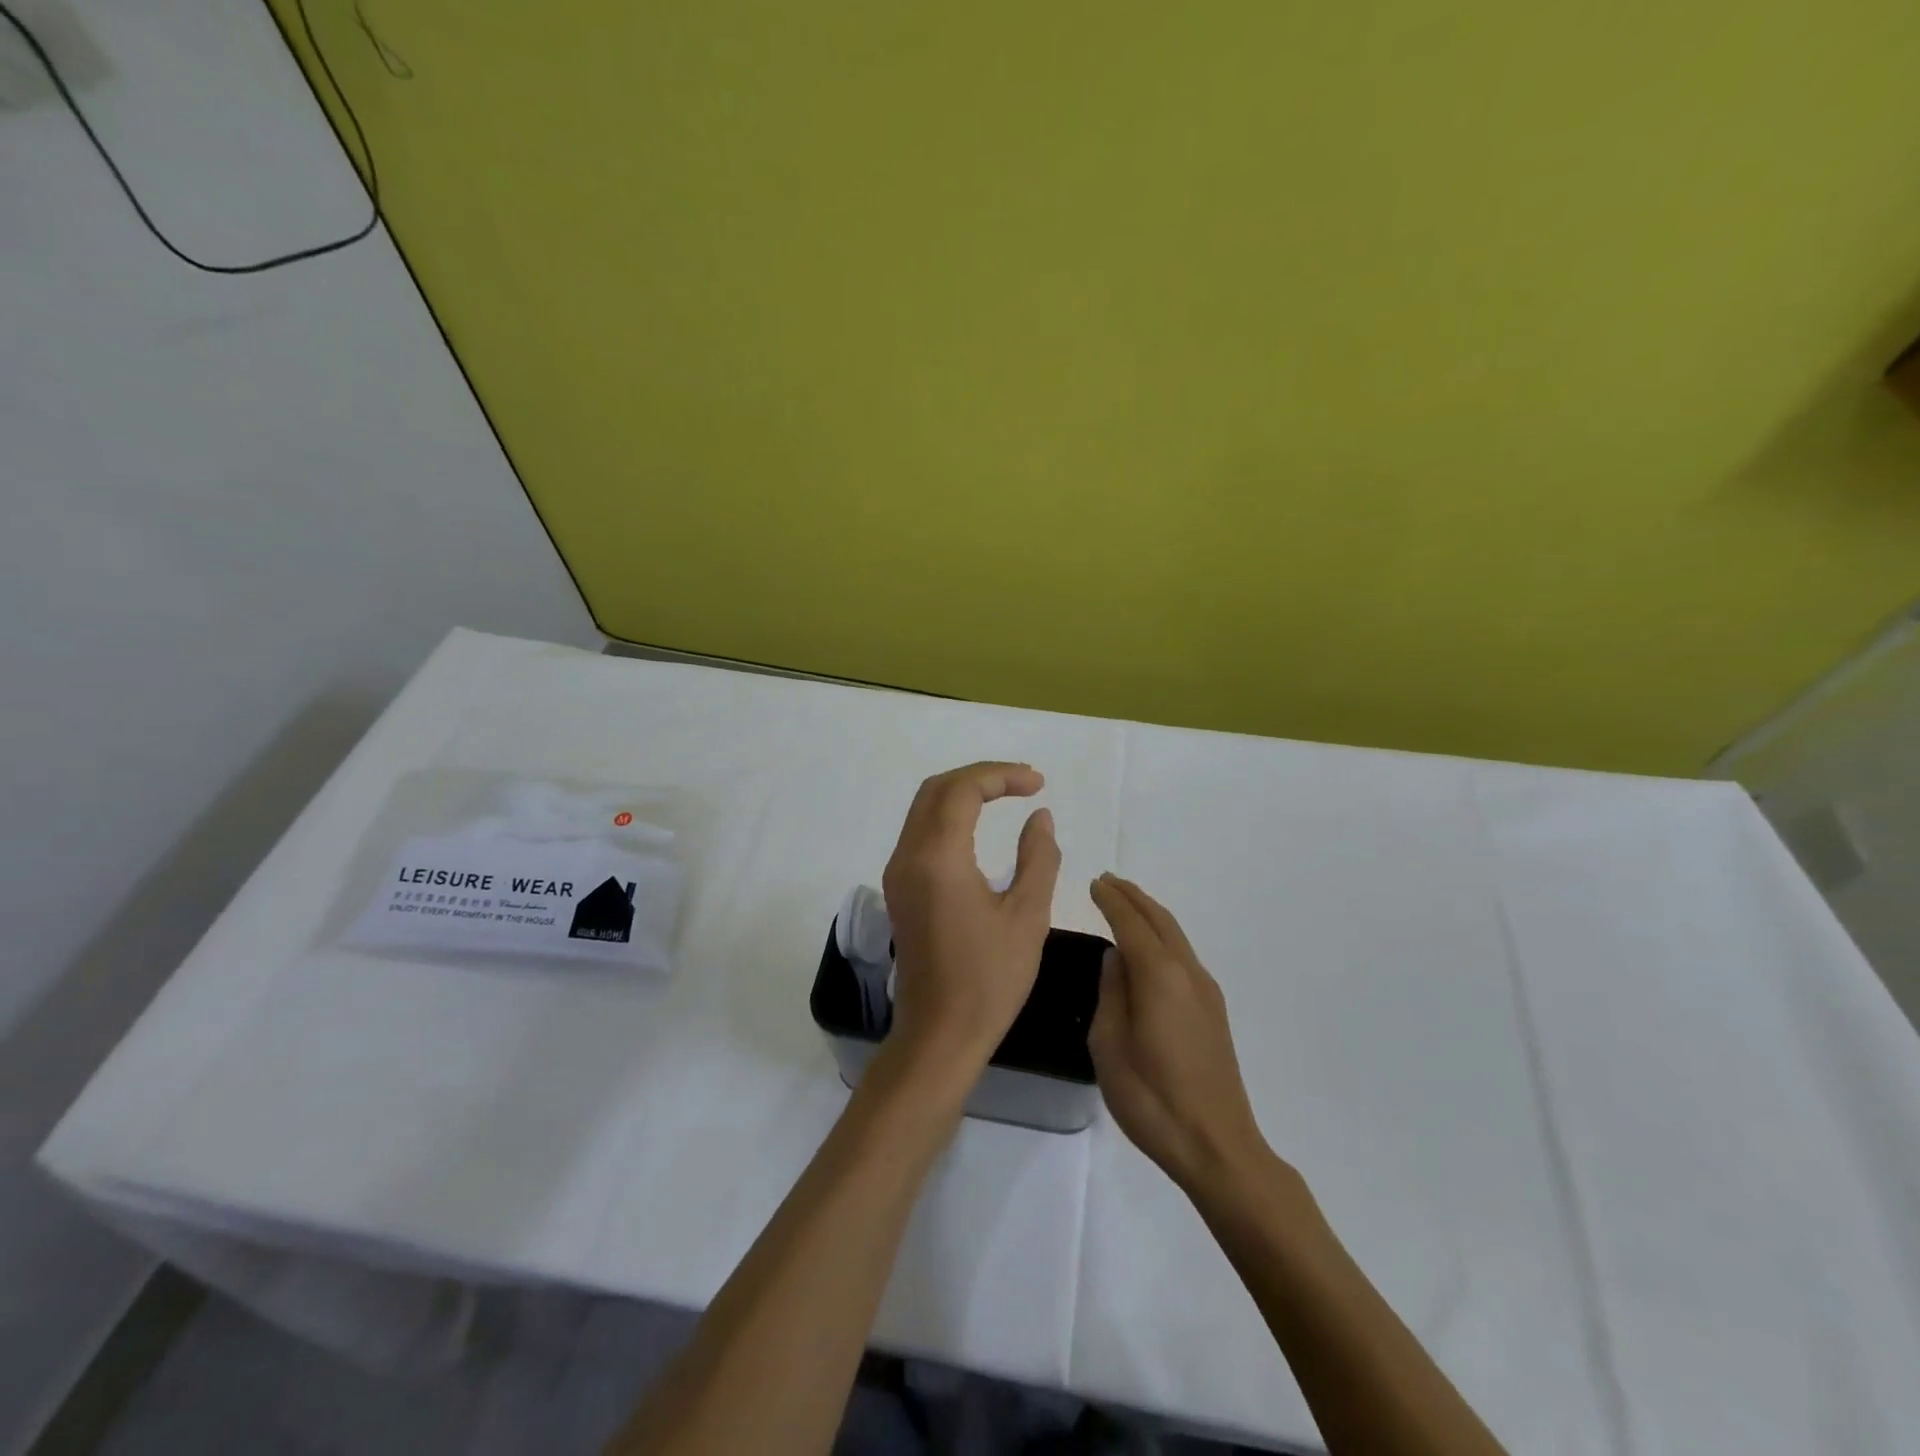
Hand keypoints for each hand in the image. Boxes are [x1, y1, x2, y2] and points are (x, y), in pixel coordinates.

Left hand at [881, 762, 1062, 1073]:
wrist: (939, 1035)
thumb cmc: (989, 980)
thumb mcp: (1028, 916)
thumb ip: (1038, 857)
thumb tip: (1040, 817)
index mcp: (937, 858)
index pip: (962, 789)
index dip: (1001, 775)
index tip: (1039, 784)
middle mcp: (908, 856)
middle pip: (937, 789)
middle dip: (981, 777)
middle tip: (1024, 783)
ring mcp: (897, 872)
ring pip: (924, 808)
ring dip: (963, 793)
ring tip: (1007, 796)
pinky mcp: (898, 889)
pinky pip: (920, 832)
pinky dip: (949, 816)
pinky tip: (979, 826)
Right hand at [1089, 874, 1269, 1194]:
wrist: (1216, 1145)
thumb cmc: (1152, 1097)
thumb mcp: (1110, 1044)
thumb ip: (1111, 992)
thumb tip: (1116, 959)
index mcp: (1159, 975)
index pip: (1131, 923)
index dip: (1111, 900)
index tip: (1094, 882)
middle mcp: (1187, 972)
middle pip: (1159, 919)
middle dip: (1133, 897)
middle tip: (1108, 881)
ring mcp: (1205, 991)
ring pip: (1176, 935)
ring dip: (1150, 913)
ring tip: (1126, 903)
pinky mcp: (1213, 1010)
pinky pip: (1183, 954)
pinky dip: (1163, 935)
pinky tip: (1150, 947)